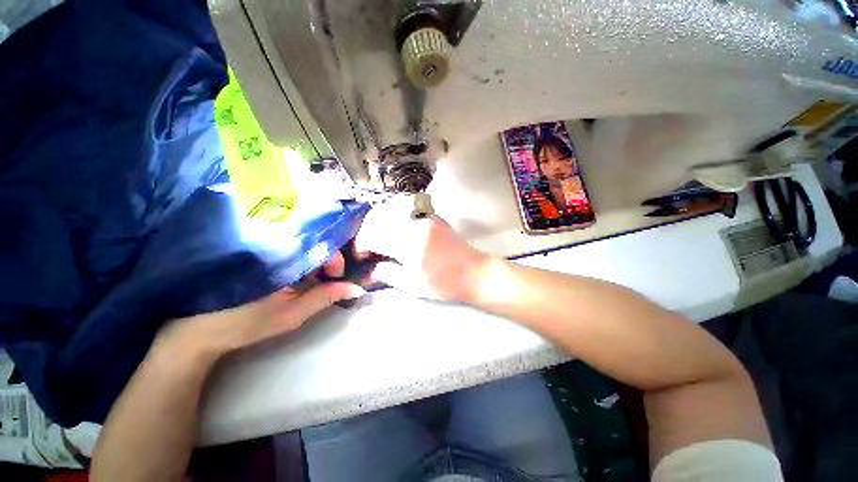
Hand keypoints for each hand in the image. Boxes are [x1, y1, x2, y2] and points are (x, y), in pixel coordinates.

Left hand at [155, 253, 364, 361]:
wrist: (199, 328)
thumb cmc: (247, 322)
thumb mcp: (293, 313)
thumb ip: (326, 296)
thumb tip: (358, 287)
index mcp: (280, 255)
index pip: (320, 245)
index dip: (336, 259)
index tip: (337, 277)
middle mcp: (271, 240)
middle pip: (314, 237)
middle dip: (328, 256)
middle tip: (328, 276)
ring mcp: (262, 241)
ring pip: (302, 239)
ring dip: (315, 254)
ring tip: (315, 273)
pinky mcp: (255, 245)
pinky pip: (289, 243)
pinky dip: (302, 253)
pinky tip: (301, 267)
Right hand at [355, 200, 487, 301]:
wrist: (474, 272)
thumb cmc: (445, 284)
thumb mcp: (414, 286)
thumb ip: (388, 274)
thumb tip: (370, 268)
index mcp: (410, 244)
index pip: (373, 234)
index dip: (362, 244)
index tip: (362, 255)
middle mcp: (415, 224)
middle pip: (378, 218)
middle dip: (367, 232)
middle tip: (368, 248)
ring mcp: (424, 217)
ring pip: (389, 210)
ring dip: (378, 223)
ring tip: (379, 239)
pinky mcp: (431, 216)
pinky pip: (404, 210)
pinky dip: (391, 218)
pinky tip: (393, 231)